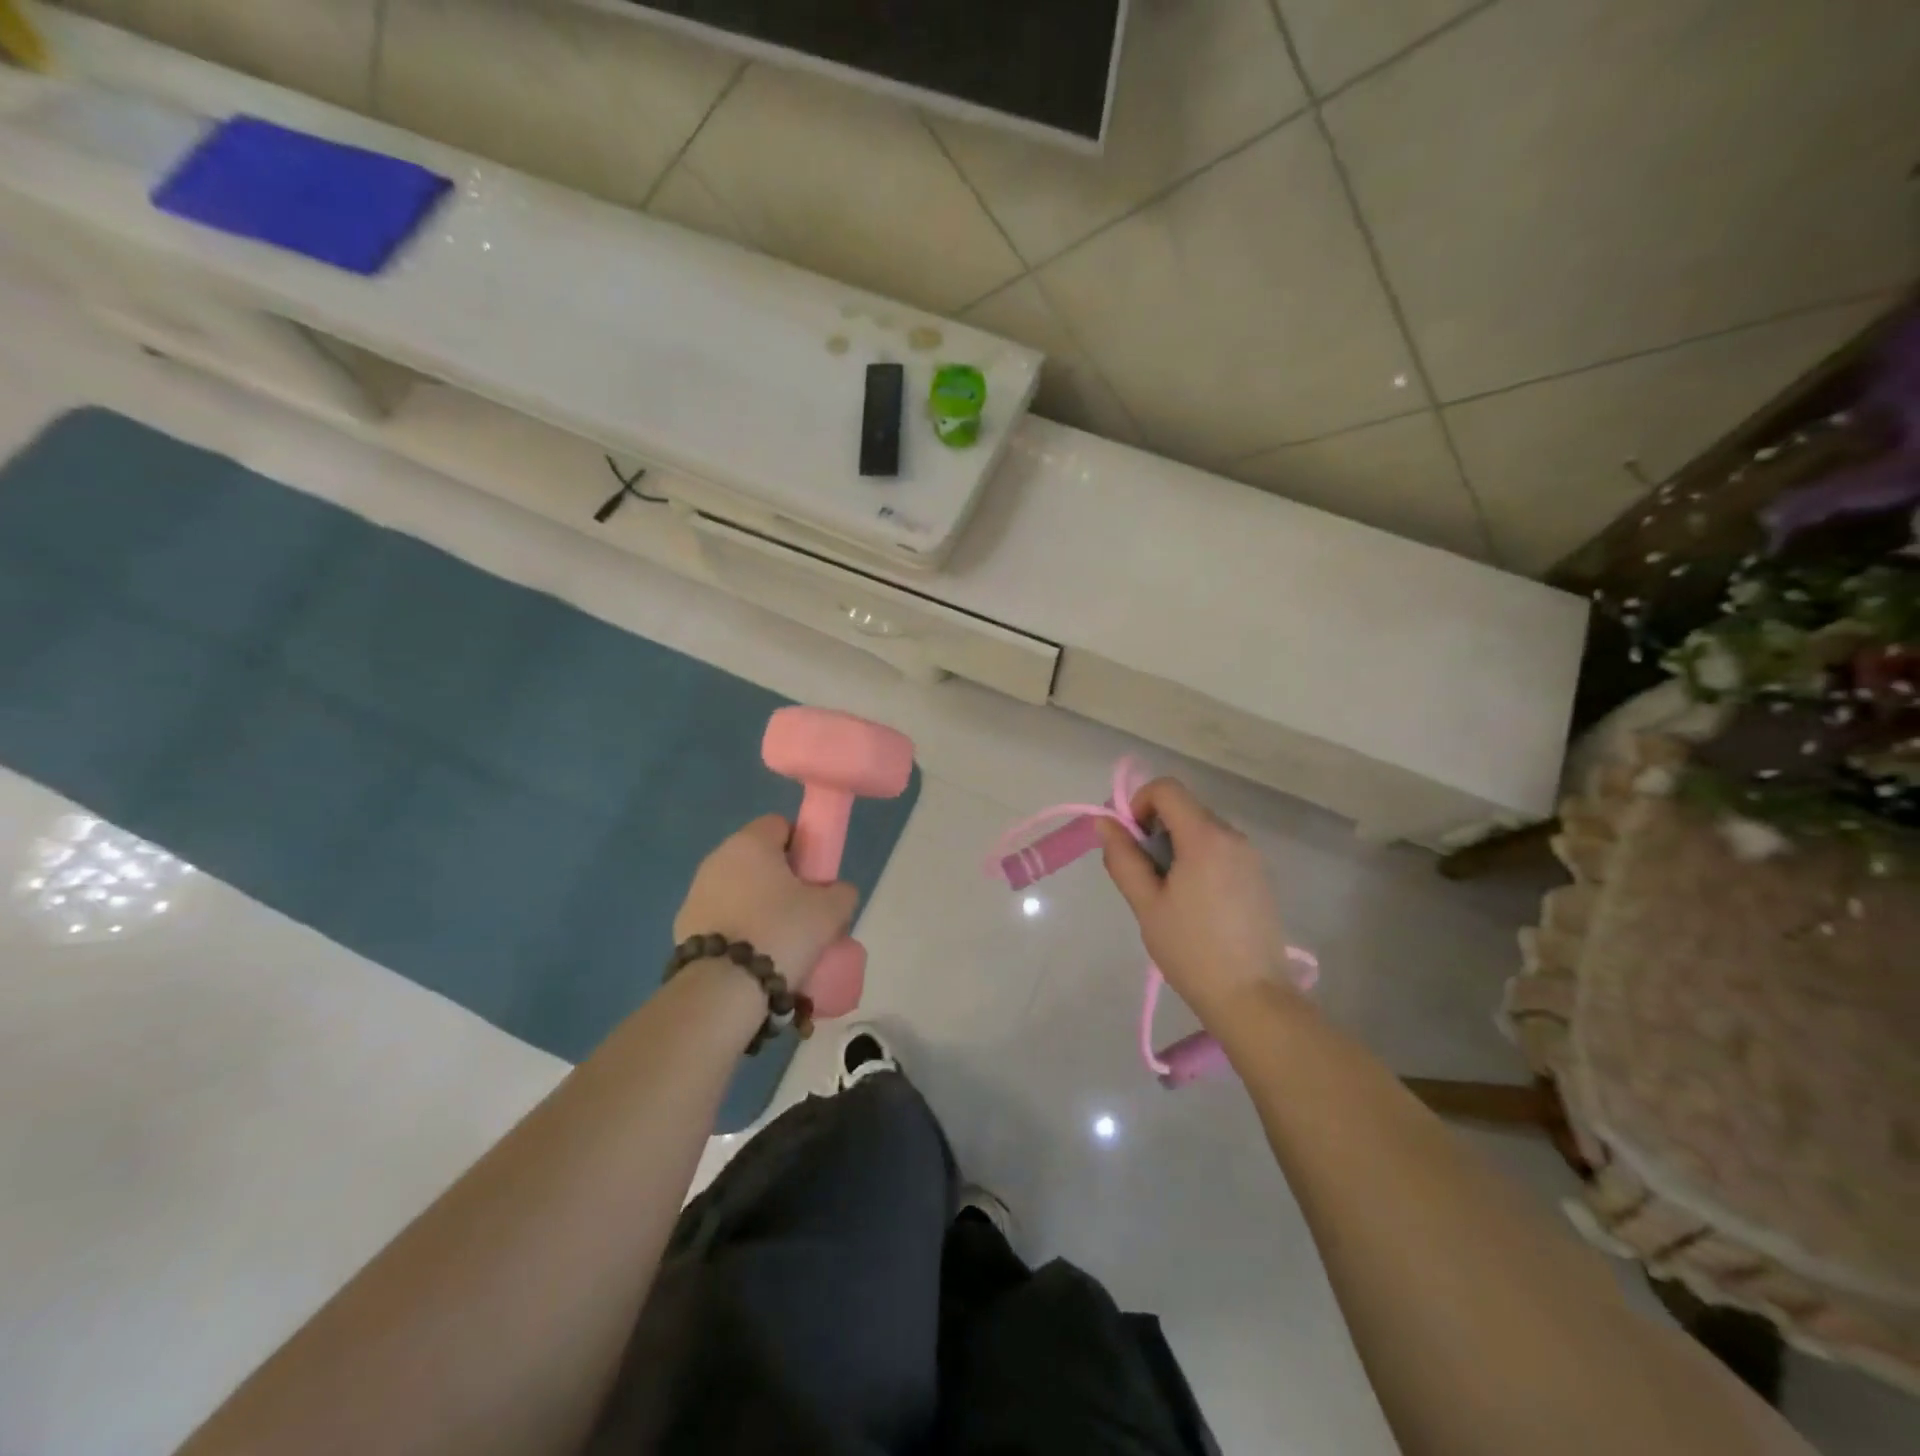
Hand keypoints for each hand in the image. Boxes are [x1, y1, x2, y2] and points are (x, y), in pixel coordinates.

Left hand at [674, 815, 858, 988]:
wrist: (724, 987)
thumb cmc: (782, 932)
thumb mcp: (830, 910)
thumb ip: (841, 892)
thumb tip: (836, 892)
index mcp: (751, 842)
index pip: (780, 825)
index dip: (802, 846)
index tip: (814, 876)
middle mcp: (718, 858)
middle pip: (758, 859)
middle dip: (780, 879)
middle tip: (802, 911)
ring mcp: (696, 892)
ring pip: (738, 889)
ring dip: (757, 905)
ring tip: (779, 940)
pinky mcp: (683, 926)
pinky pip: (721, 918)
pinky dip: (737, 929)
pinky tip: (753, 956)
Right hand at [1098, 778, 1299, 1024]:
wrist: (1252, 998)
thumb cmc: (1191, 950)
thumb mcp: (1146, 904)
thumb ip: (1123, 857)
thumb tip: (1105, 822)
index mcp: (1205, 837)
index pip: (1166, 789)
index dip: (1138, 803)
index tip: (1128, 841)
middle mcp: (1233, 836)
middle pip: (1184, 808)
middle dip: (1155, 828)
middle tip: (1143, 874)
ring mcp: (1251, 856)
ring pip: (1202, 830)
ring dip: (1176, 846)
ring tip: (1168, 894)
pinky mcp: (1259, 876)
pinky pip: (1220, 850)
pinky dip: (1198, 860)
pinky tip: (1194, 904)